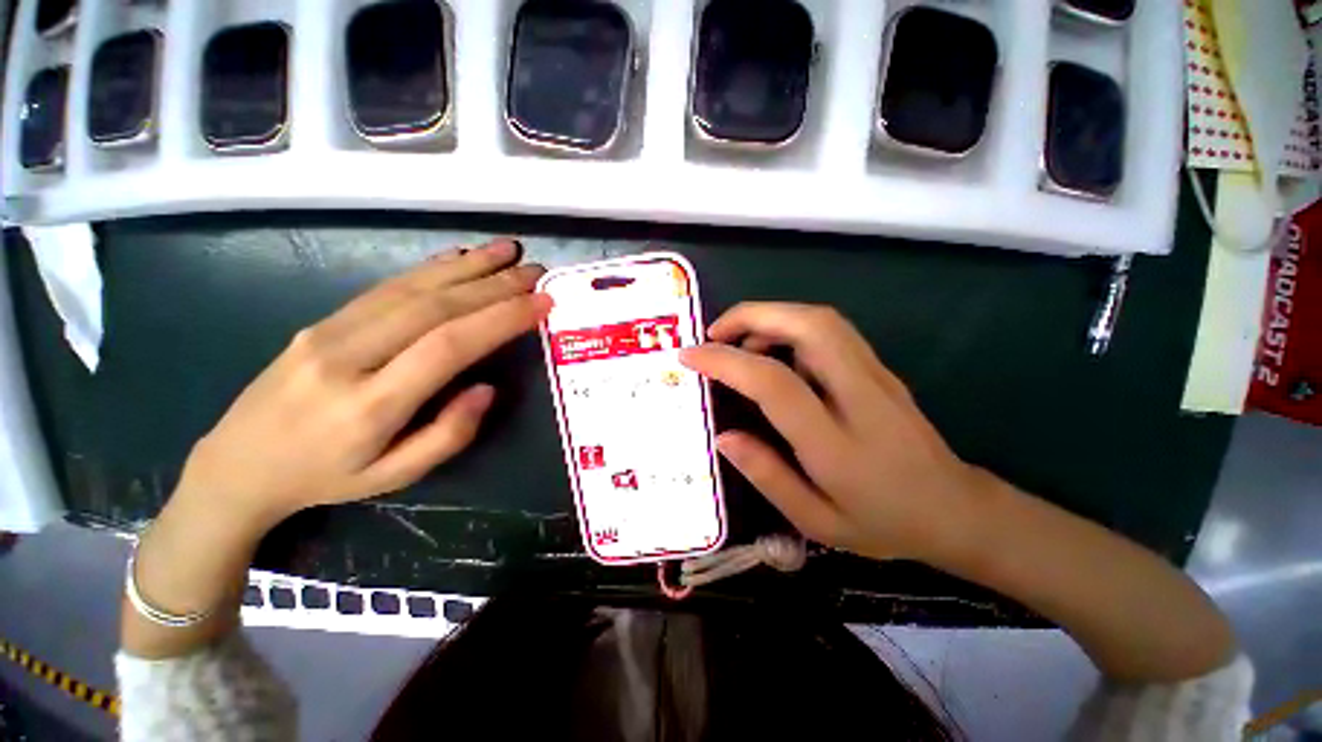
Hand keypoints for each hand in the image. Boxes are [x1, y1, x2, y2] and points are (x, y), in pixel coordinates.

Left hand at [177, 239, 550, 529]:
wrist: (236, 465)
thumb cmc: (325, 478)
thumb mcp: (394, 477)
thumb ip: (448, 434)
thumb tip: (487, 388)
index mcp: (372, 404)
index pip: (450, 345)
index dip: (501, 318)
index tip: (542, 302)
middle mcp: (349, 356)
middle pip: (435, 307)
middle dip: (495, 285)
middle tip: (538, 272)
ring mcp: (329, 330)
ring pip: (411, 287)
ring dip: (468, 265)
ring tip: (509, 251)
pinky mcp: (322, 319)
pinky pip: (385, 286)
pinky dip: (430, 267)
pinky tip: (459, 256)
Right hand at [680, 302, 984, 563]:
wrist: (956, 510)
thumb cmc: (882, 522)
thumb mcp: (816, 520)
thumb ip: (767, 475)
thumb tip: (723, 436)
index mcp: (836, 443)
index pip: (773, 383)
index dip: (725, 361)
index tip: (689, 356)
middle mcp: (859, 395)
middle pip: (807, 325)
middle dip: (752, 316)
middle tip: (714, 334)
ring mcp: (875, 374)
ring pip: (820, 319)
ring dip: (770, 316)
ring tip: (736, 342)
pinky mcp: (879, 368)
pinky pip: (829, 329)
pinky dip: (789, 325)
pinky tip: (771, 351)